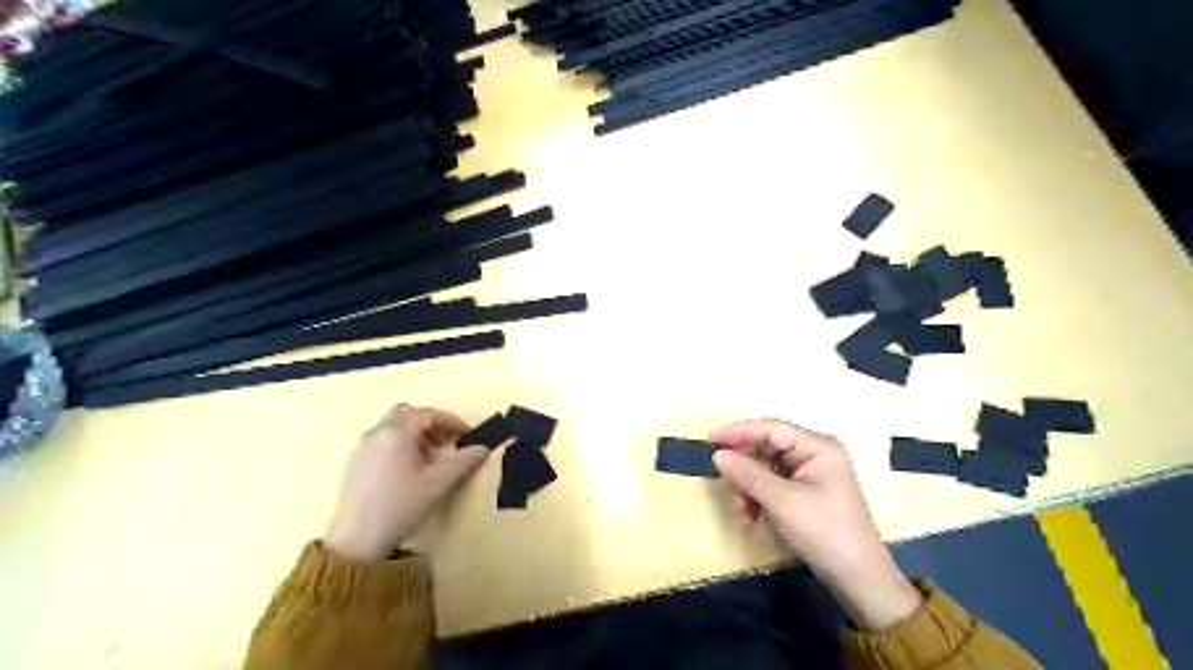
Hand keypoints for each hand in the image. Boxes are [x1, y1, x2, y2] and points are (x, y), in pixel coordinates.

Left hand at [322, 406, 488, 562]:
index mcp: (397, 432)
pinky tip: (408, 470)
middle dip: (431, 425)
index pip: (428, 414)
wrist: (356, 541)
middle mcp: (377, 433)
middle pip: (408, 415)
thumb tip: (482, 449)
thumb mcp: (438, 483)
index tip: (467, 434)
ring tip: (430, 460)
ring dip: (415, 435)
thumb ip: (463, 462)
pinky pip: (382, 441)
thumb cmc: (400, 506)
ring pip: (393, 428)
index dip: (451, 421)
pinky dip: (400, 445)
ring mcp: (362, 448)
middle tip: (447, 443)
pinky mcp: (355, 463)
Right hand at [713, 421, 915, 629]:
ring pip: (764, 469)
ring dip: (748, 489)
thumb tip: (718, 455)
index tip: (710, 439)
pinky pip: (771, 485)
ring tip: (744, 514)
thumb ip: (749, 474)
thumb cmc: (825, 532)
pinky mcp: (804, 492)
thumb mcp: (783, 502)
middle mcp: (813, 453)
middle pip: (766, 449)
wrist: (858, 579)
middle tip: (727, 487)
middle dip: (744, 470)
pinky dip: (758, 499)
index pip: (771, 428)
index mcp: (817, 447)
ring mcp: (809, 473)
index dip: (739, 431)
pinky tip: (753, 519)